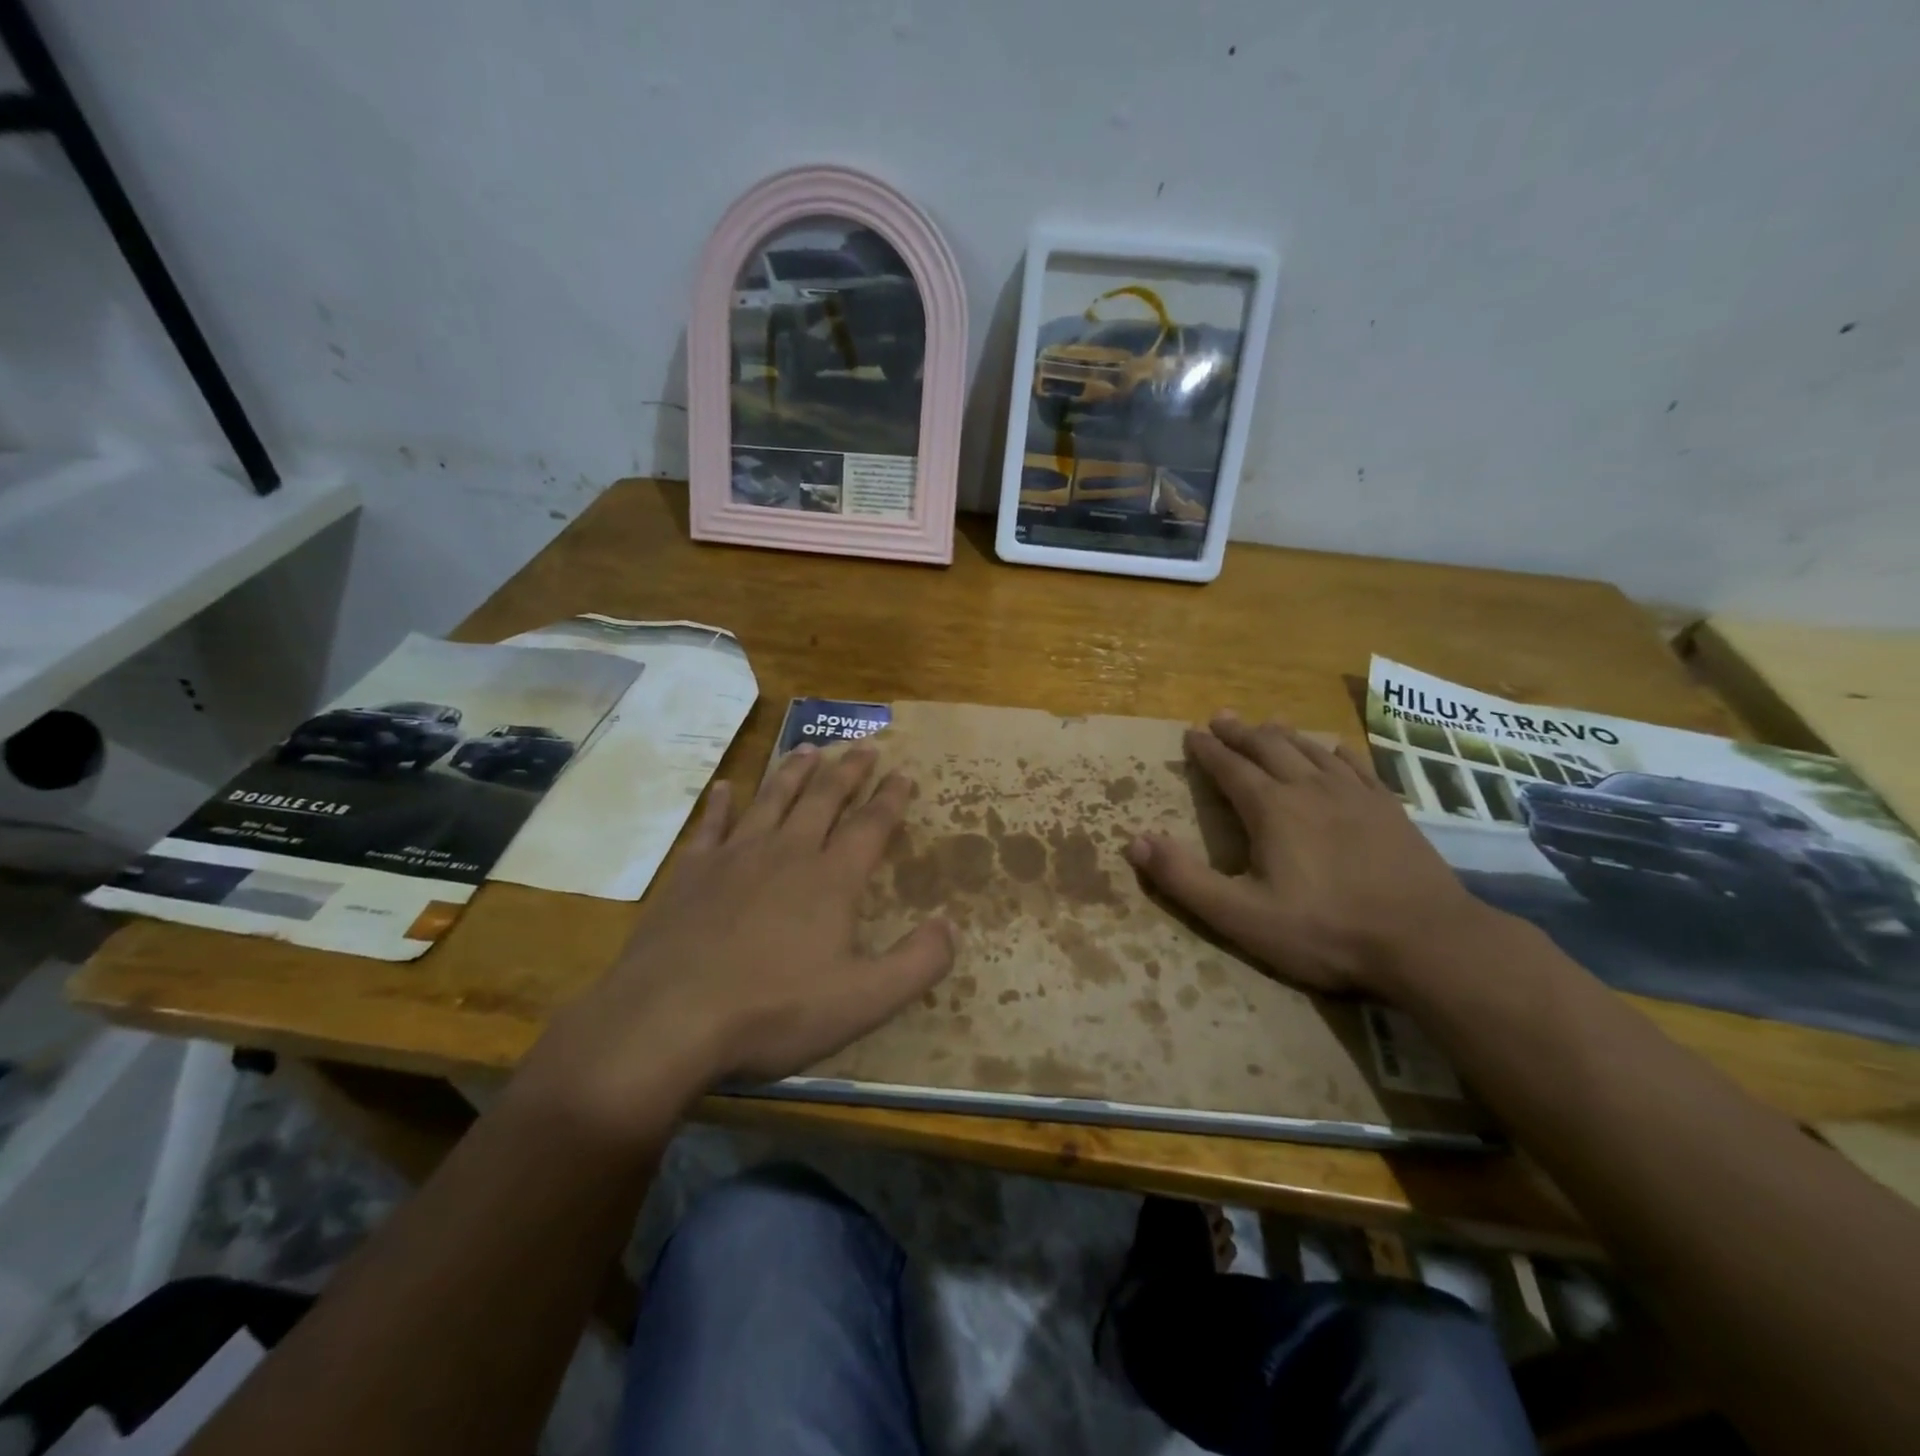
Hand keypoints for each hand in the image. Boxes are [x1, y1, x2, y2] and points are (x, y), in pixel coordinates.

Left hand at [523, 744, 953, 1138]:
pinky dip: (721, 803)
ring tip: (809, 749)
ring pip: (772, 800)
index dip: (891, 798)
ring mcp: (734, 858)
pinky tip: (725, 787)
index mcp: (831, 880)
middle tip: (864, 746)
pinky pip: (711, 826)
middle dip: (848, 771)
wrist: (668, 1019)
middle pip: (823, 799)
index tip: (904, 772)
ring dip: (793, 773)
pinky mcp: (691, 873)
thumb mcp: (863, 1001)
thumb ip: (917, 963)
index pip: (870, 825)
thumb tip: (951, 925)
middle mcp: (786, 853)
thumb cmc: (773, 1011)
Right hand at [1125, 712, 1489, 997]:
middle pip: (1268, 748)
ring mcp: (1355, 795)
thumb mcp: (1241, 916)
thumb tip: (1135, 841)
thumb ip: (1185, 879)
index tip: (1191, 732)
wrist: (1427, 941)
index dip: (1207, 750)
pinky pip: (1355, 766)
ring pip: (1310, 750)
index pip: (1230, 768)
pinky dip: (1335, 752)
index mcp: (1271, 809)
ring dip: (1283, 735)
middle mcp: (1310, 789)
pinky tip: (1333, 749)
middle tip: (1221, 716)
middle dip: (1240, 732)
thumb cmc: (1325, 931)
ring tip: (1267, 722)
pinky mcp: (1390, 809)